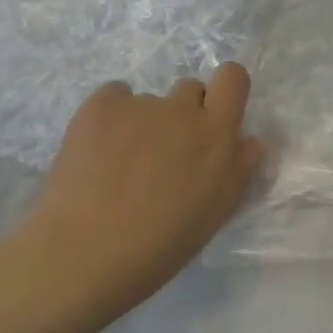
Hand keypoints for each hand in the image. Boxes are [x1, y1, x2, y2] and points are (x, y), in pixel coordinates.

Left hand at [24, 64, 265, 319]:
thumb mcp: (214, 215)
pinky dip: (111, 118)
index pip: (233, 77)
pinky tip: (97, 152)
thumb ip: (239, 170)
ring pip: (149, 102)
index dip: (225, 91)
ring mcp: (138, 104)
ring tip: (120, 166)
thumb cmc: (158, 246)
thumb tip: (251, 140)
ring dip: (144, 124)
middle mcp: (181, 109)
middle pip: (191, 89)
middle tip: (164, 156)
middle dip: (183, 115)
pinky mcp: (100, 105)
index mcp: (216, 134)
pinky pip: (114, 98)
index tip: (213, 117)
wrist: (81, 255)